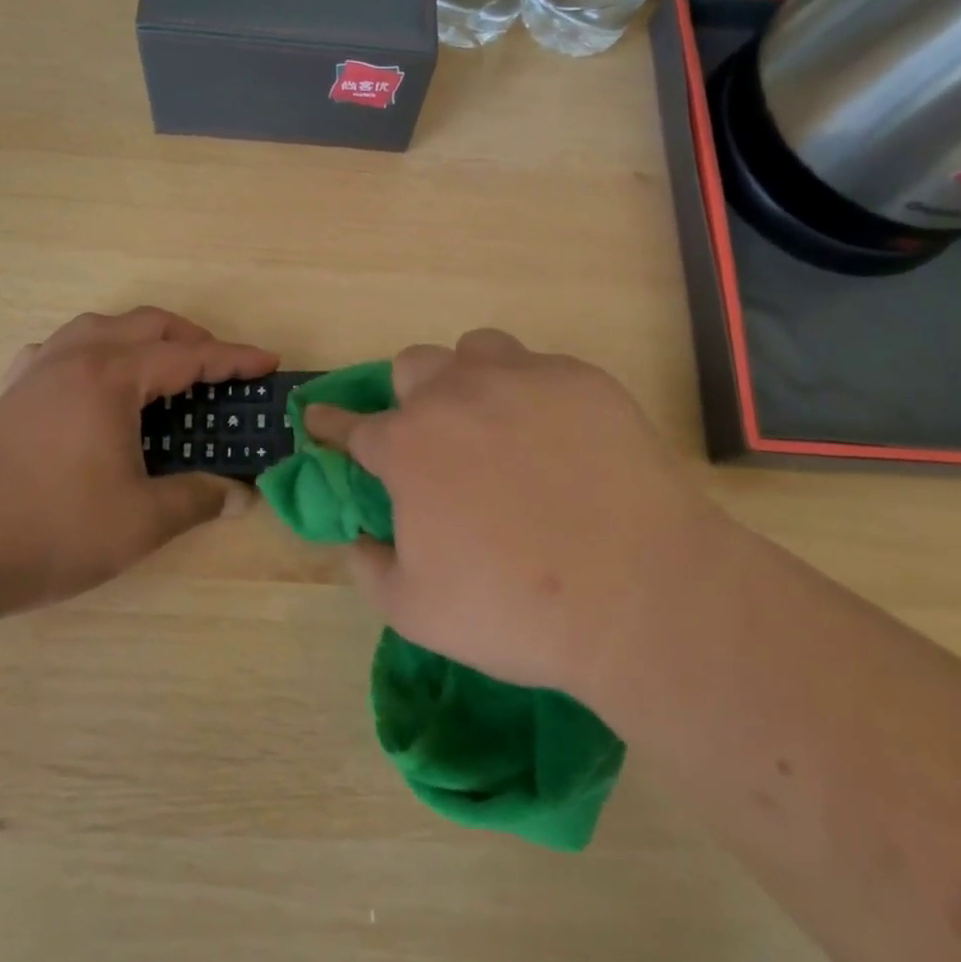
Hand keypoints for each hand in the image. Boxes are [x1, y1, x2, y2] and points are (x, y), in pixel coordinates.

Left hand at [0, 308, 276, 616]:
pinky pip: (62, 348)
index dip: (234, 360)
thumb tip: (242, 494)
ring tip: (164, 367)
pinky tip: (94, 379)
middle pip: (147, 325)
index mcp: (111, 378)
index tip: (269, 363)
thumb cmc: (51, 530)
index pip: (188, 357)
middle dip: (193, 339)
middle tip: (222, 370)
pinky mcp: (12, 392)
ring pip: (101, 327)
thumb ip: (198, 499)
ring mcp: (38, 370)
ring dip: (143, 337)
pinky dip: (94, 350)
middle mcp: (76, 358)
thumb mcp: (140, 522)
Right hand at [305, 329, 741, 703]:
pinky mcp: (581, 380)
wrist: (640, 595)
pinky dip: (533, 394)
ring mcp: (521, 379)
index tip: (320, 419)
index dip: (330, 423)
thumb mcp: (416, 611)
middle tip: (432, 438)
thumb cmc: (515, 609)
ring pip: (475, 350)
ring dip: (469, 379)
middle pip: (412, 366)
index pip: (351, 424)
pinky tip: (558, 437)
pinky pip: (540, 367)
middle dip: (408, 396)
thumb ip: (368, 568)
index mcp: (408, 446)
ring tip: (494, 422)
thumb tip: (357, 539)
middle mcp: (456, 396)